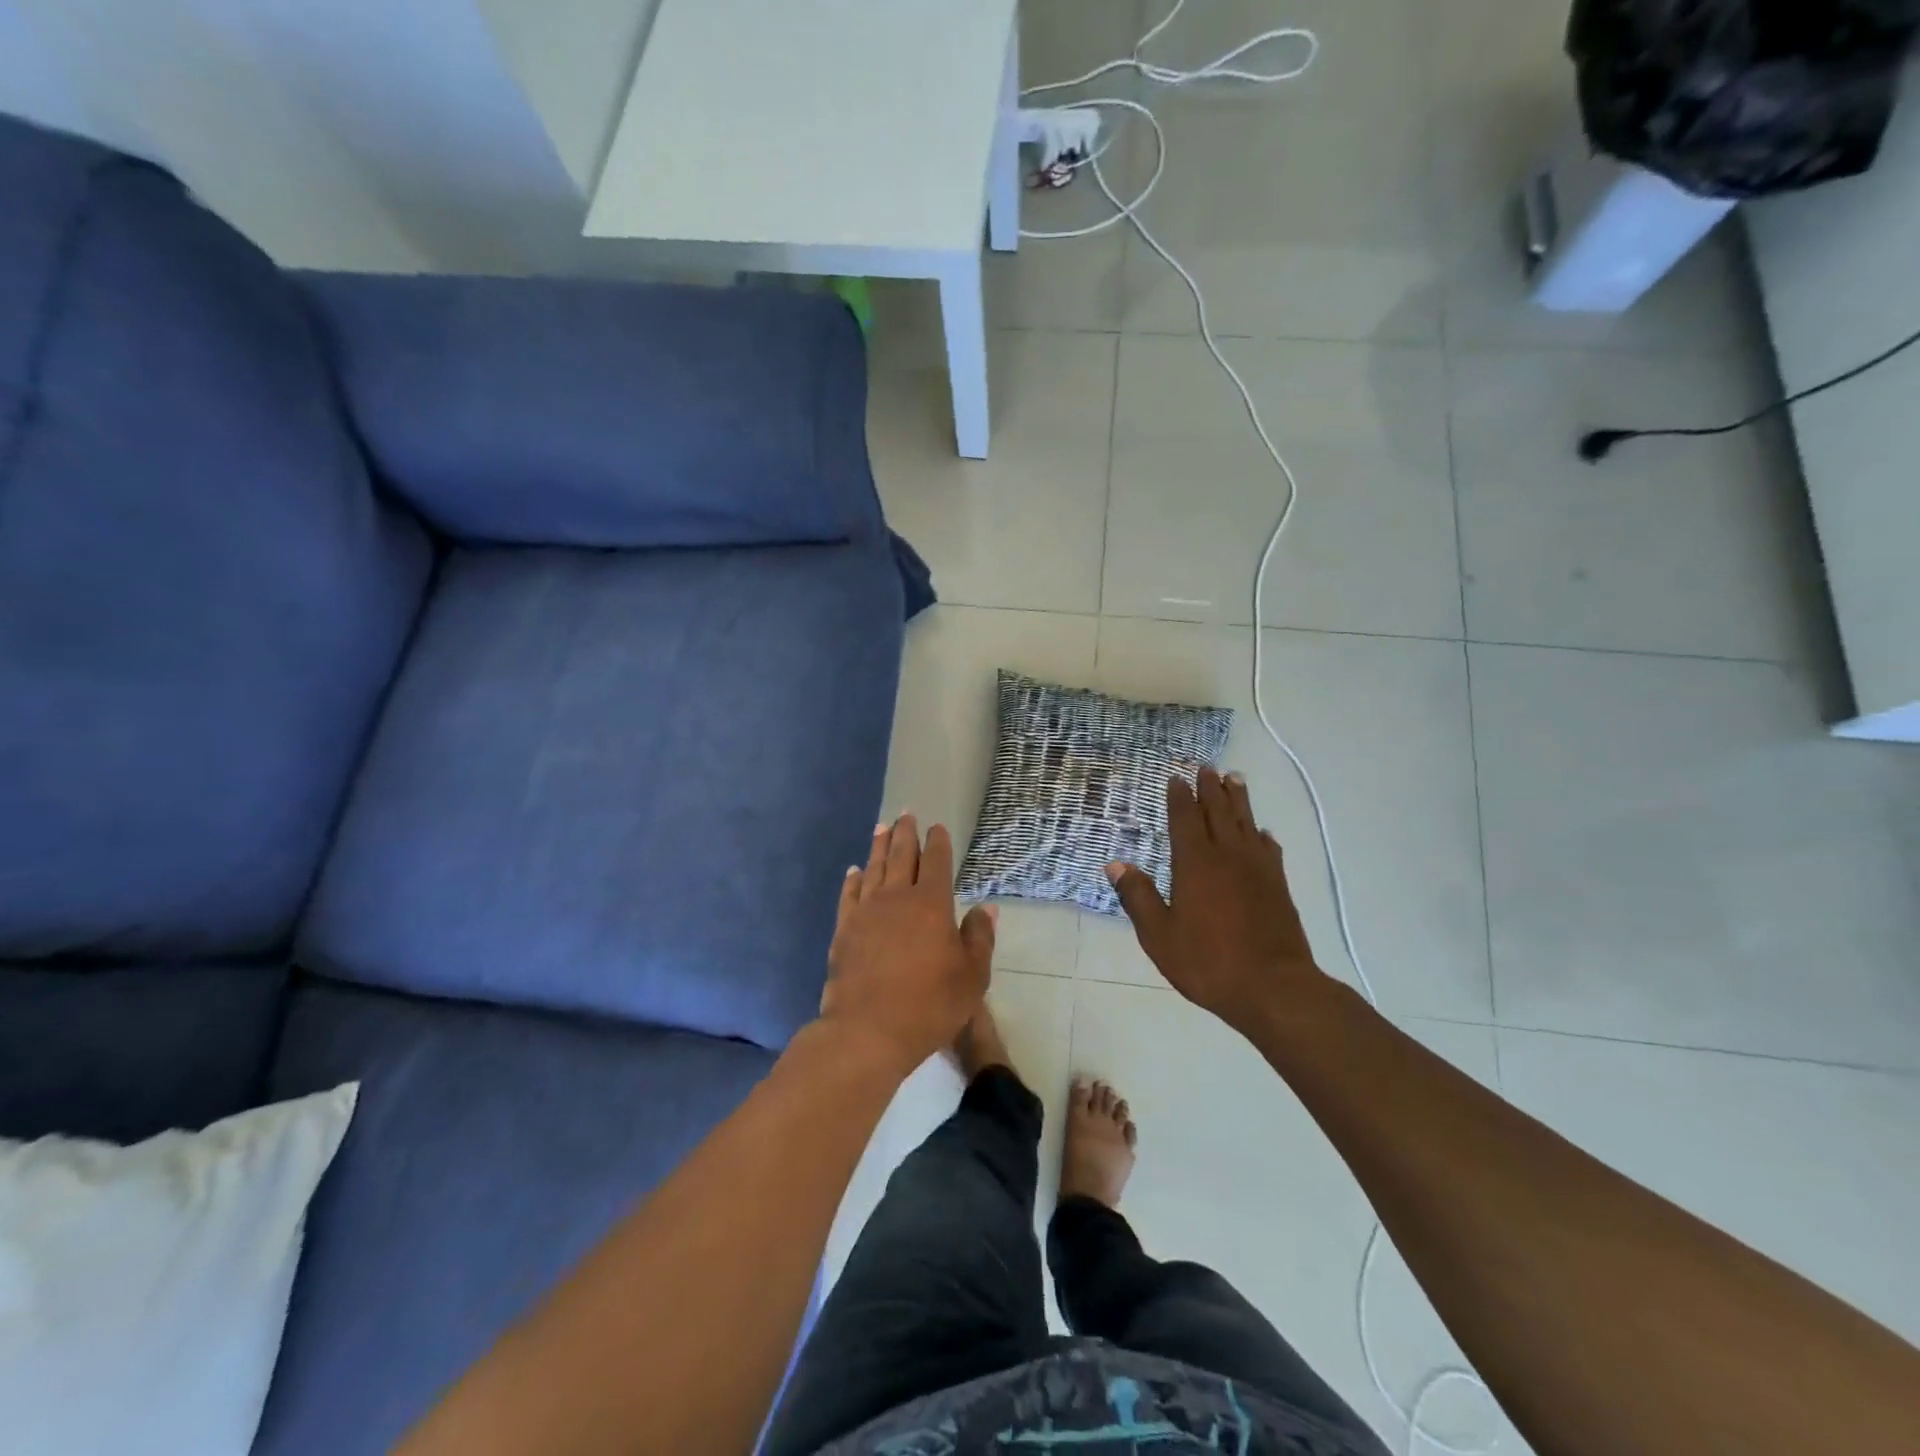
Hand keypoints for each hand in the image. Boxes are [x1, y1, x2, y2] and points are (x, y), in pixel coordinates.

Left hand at [819, 815, 993, 1073]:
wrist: (868, 1030)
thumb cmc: (929, 1005)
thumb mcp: (972, 976)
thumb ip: (979, 938)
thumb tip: (985, 908)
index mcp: (931, 903)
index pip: (936, 862)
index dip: (938, 842)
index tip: (937, 827)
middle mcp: (896, 898)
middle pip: (901, 856)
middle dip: (905, 833)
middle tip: (906, 813)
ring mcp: (866, 912)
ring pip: (873, 869)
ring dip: (878, 846)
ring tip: (881, 827)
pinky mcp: (844, 930)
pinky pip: (849, 895)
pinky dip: (853, 879)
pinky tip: (854, 871)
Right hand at [1106, 768, 1328, 1034]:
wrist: (1275, 988)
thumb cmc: (1209, 962)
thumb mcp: (1160, 936)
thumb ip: (1138, 897)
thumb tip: (1115, 864)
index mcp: (1195, 865)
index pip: (1185, 820)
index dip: (1179, 798)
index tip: (1176, 778)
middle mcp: (1227, 857)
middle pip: (1218, 812)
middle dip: (1210, 788)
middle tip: (1207, 767)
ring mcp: (1257, 870)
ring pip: (1246, 823)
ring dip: (1238, 800)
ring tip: (1234, 779)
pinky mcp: (1278, 886)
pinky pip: (1268, 848)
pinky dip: (1262, 834)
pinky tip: (1261, 832)